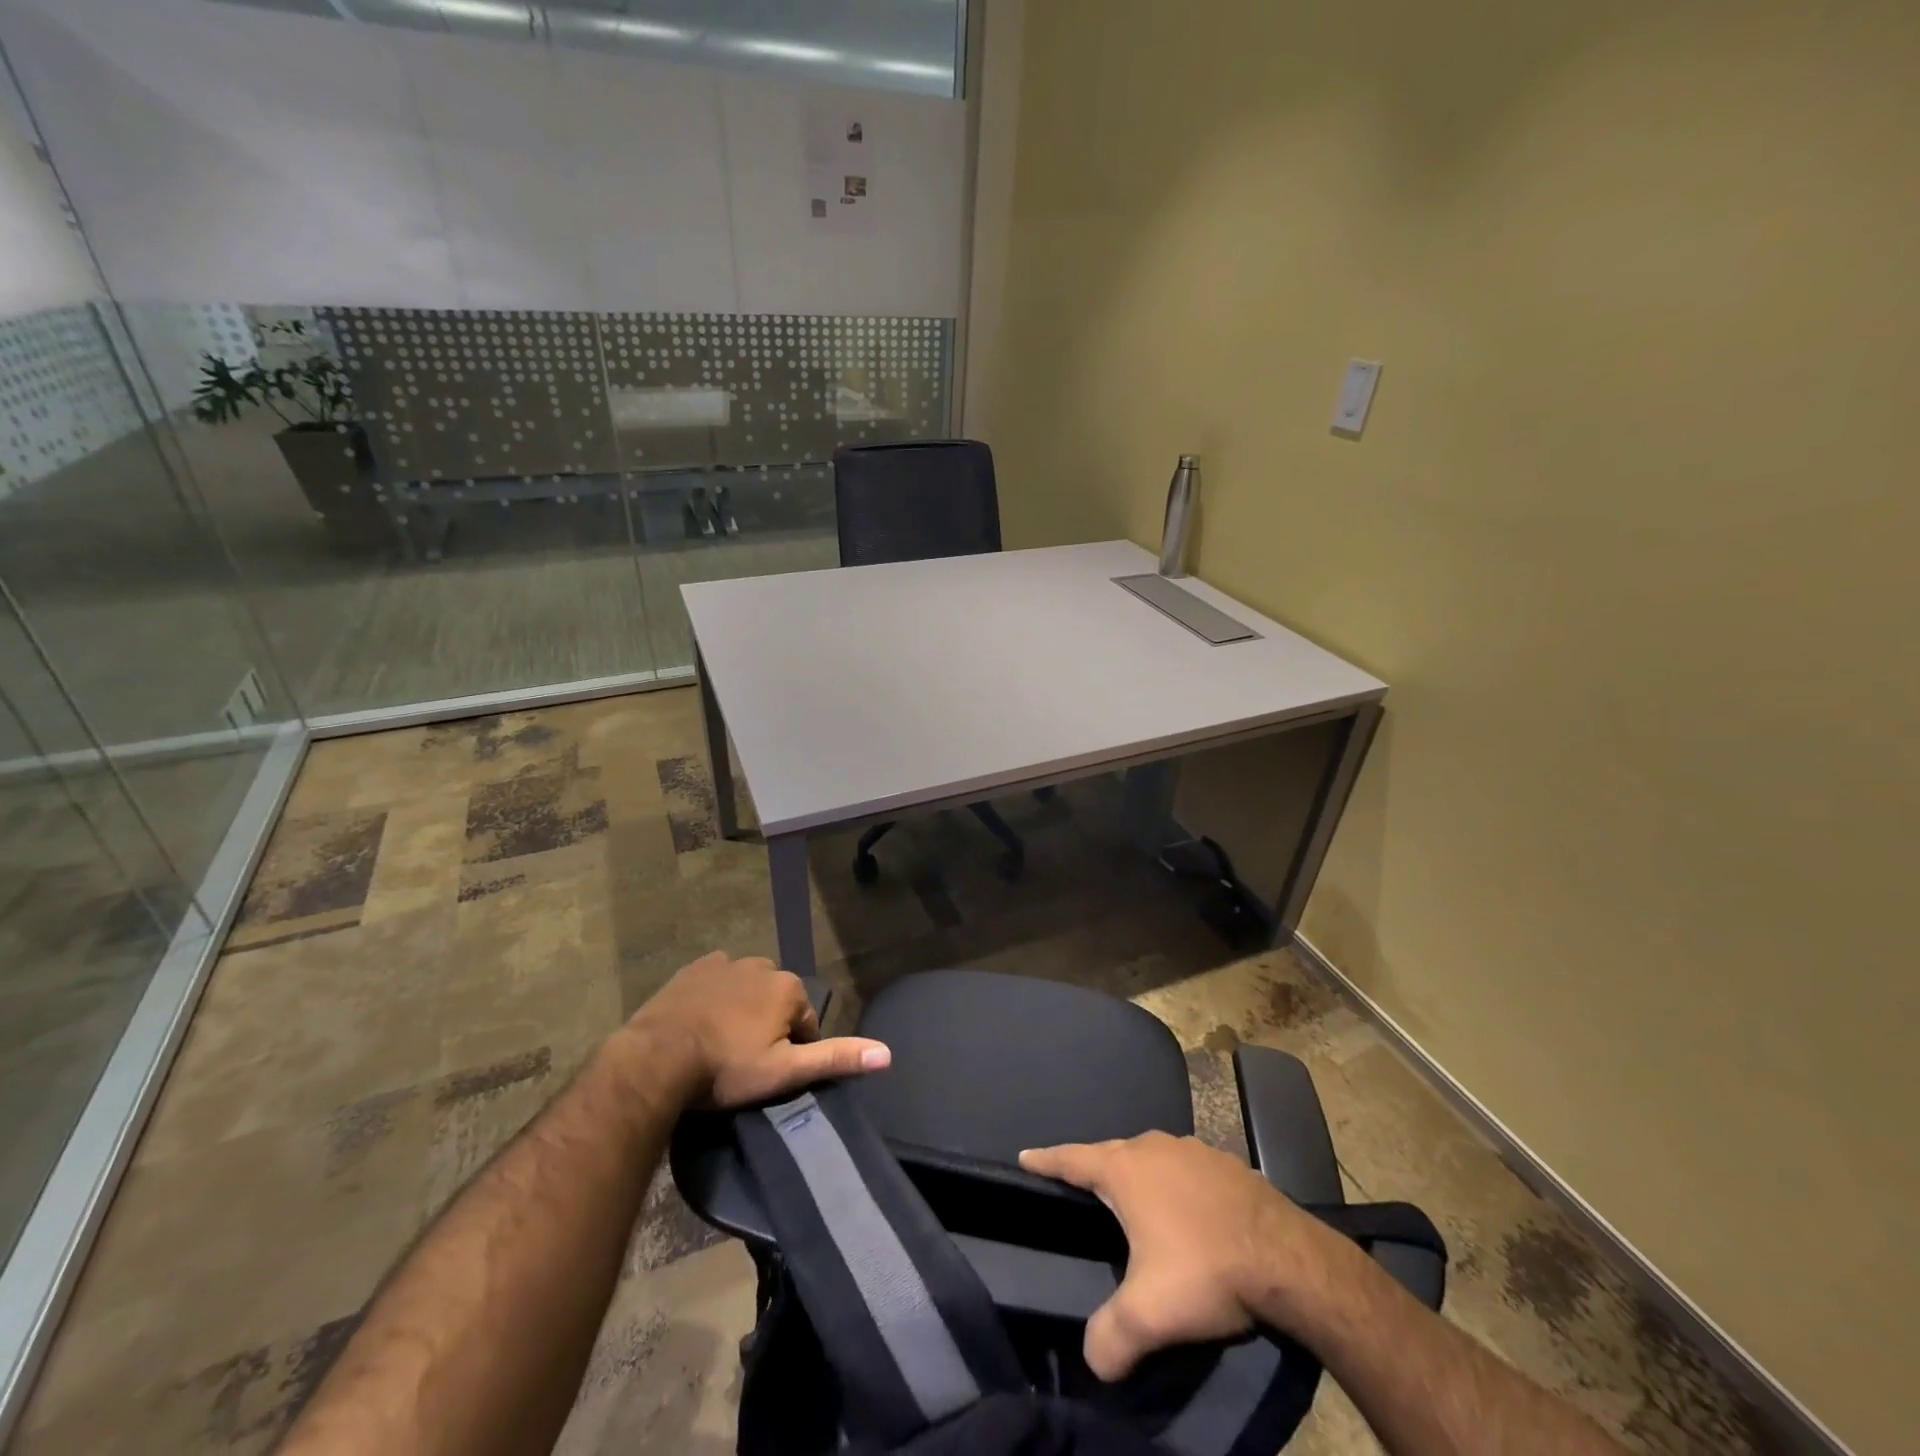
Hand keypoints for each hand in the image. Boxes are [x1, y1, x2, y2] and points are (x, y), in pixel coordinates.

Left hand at [629, 951, 889, 1106]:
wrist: (656, 1059)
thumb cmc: (726, 1068)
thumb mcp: (785, 1072)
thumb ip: (835, 1058)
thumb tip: (887, 1053)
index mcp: (789, 987)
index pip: (805, 1022)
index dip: (791, 1051)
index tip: (768, 1074)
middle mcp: (763, 965)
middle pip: (777, 1002)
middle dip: (767, 1026)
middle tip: (743, 1062)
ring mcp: (726, 963)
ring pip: (748, 989)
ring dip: (742, 1010)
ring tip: (720, 1046)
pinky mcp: (694, 968)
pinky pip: (717, 979)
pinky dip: (716, 996)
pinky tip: (701, 1023)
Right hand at [1020, 1131, 1328, 1380]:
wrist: (1289, 1259)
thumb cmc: (1206, 1271)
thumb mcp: (1149, 1314)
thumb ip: (1109, 1337)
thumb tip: (1092, 1361)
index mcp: (1125, 1170)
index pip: (1072, 1159)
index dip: (1046, 1159)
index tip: (1025, 1155)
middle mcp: (1153, 1147)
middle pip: (1112, 1154)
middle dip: (1094, 1169)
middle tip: (1082, 1189)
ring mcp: (1193, 1149)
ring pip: (1151, 1157)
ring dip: (1138, 1175)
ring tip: (1135, 1201)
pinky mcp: (1226, 1163)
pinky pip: (1186, 1168)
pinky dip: (1176, 1183)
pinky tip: (1188, 1209)